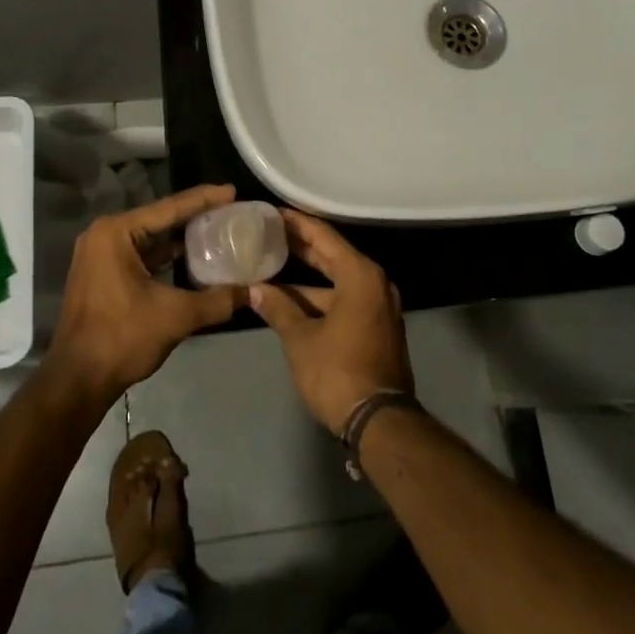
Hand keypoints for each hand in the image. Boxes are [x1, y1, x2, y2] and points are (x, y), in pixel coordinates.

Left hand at [48, 184, 244, 400]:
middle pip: (158, 219)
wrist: (78, 380)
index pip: (169, 208)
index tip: (232, 191)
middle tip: (230, 209)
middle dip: (194, 215)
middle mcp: (104, 235)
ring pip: (149, 238)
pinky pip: (140, 255)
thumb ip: (218, 300)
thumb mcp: (176, 315)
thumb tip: (254, 292)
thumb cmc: (122, 338)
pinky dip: (165, 255)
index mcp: (116, 233)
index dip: (204, 199)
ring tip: (217, 229)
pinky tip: (192, 257)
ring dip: (180, 236)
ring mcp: (99, 255)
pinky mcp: (101, 274)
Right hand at [248, 211, 412, 433]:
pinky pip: (345, 299)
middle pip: (332, 255)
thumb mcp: (301, 339)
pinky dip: (320, 297)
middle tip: (269, 232)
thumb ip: (278, 308)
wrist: (379, 421)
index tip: (273, 212)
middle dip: (300, 246)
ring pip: (337, 281)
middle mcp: (375, 283)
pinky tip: (291, 300)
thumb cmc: (337, 372)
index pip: (324, 237)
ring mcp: (378, 306)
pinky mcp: (376, 327)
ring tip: (271, 267)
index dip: (297, 223)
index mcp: (361, 275)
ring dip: (306, 279)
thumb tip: (255, 290)